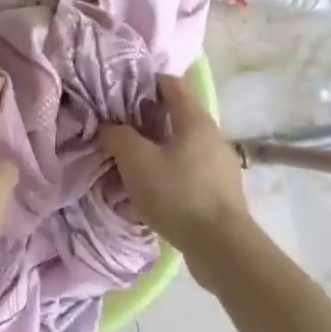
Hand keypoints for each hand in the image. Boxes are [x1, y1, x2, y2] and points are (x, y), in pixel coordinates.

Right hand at [98, 74, 250, 277]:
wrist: (222, 248)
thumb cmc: (178, 193)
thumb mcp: (136, 160)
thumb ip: (118, 136)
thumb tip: (108, 126)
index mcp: (195, 120)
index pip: (170, 84)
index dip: (144, 83)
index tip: (119, 90)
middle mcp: (212, 136)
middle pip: (175, 117)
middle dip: (146, 120)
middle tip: (117, 128)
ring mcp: (219, 166)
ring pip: (180, 147)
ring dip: (155, 150)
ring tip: (129, 162)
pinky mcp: (219, 192)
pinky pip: (187, 172)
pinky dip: (167, 173)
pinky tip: (149, 190)